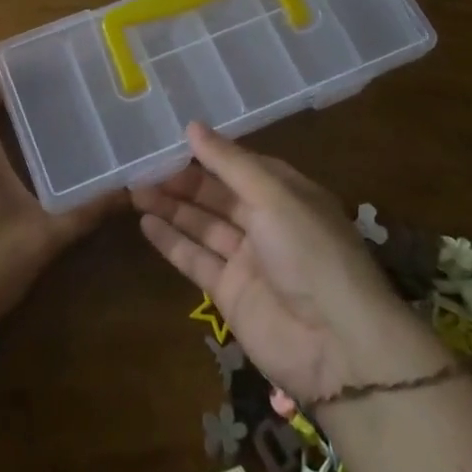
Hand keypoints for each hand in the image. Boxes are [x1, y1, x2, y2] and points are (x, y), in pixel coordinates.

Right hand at [131, 123, 443, 403]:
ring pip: (202, 224)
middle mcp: (266, 221)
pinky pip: (196, 259)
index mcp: (285, 193)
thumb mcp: (272, 195)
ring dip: (171, 207)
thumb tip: (192, 126)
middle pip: (217, 194)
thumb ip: (229, 163)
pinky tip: (145, 223)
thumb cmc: (310, 251)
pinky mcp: (230, 293)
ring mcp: (247, 258)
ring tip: (134, 190)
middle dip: (182, 180)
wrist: (337, 344)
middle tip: (142, 166)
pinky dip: (171, 242)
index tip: (169, 139)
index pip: (240, 165)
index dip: (207, 153)